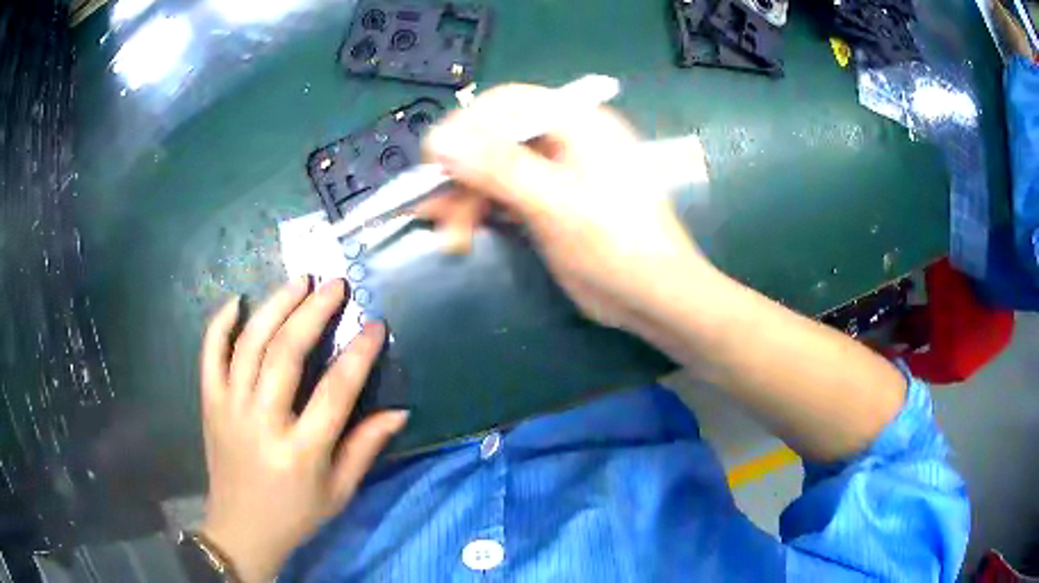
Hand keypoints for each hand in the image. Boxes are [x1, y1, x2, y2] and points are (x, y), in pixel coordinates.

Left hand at [199, 278, 407, 581]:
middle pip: (285, 353)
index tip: (376, 326)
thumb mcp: (340, 492)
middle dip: (313, 312)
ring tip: (298, 281)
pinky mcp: (209, 404)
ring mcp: (229, 409)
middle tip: (335, 285)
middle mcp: (262, 422)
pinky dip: (220, 324)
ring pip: (249, 344)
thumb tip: (400, 412)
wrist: (241, 529)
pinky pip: (209, 355)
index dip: (359, 354)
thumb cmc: (296, 514)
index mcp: (301, 451)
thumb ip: (366, 448)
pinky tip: (237, 301)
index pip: (335, 390)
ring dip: (274, 306)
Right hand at [419, 83, 711, 334]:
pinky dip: (476, 211)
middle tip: (433, 211)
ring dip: (462, 199)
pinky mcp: (544, 202)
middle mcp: (561, 138)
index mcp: (575, 122)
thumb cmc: (617, 244)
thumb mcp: (558, 204)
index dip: (464, 126)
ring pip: (490, 169)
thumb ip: (500, 169)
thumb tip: (440, 140)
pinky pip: (499, 194)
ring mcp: (551, 171)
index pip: (505, 104)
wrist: (653, 297)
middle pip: (492, 138)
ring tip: (449, 236)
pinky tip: (461, 234)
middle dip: (459, 174)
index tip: (433, 161)